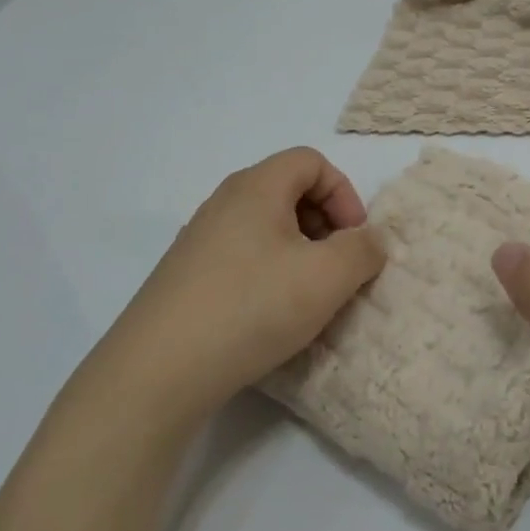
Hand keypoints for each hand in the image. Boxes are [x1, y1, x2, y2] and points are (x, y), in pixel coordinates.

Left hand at [91, 148, 385, 420]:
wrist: (161, 368)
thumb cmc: (252, 308)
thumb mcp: (327, 278)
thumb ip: (362, 250)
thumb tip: (369, 239)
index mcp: (256, 187)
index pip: (311, 162)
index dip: (344, 194)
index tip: (354, 241)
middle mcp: (224, 202)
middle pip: (288, 191)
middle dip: (325, 224)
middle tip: (336, 270)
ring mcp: (199, 239)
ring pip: (265, 227)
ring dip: (299, 253)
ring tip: (307, 297)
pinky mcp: (186, 274)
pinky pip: (242, 256)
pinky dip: (269, 273)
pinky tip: (269, 316)